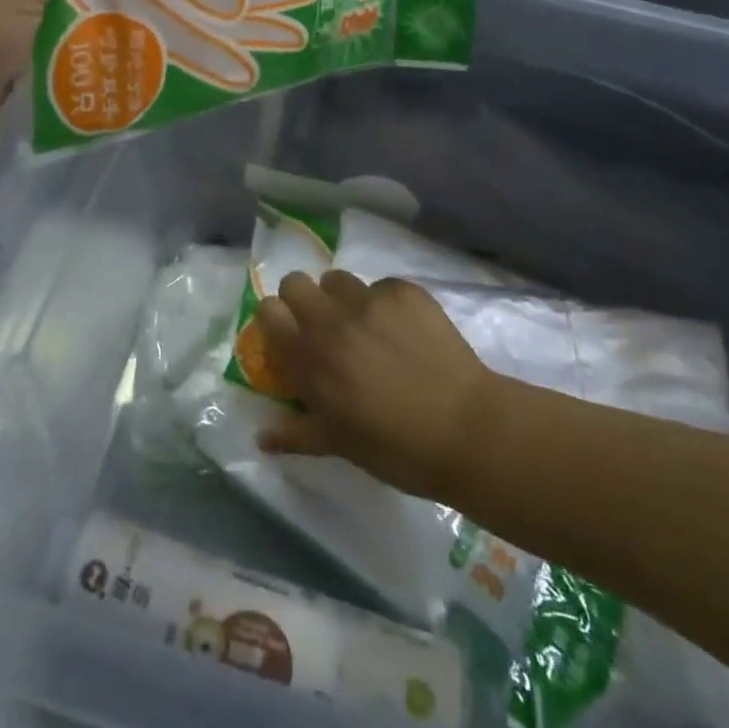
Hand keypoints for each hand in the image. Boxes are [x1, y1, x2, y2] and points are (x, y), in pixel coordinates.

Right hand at [253, 270, 494, 502]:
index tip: (290, 336)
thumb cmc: (397, 448)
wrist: (466, 428)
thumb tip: (262, 437)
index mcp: (310, 359)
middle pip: (295, 282)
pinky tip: (406, 331)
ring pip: (337, 279)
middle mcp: (332, 321)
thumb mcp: (340, 445)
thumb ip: (297, 433)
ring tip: (366, 326)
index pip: (269, 312)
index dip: (276, 320)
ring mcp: (369, 301)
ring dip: (342, 299)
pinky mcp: (404, 291)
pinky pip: (381, 286)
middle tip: (324, 326)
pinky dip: (385, 304)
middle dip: (302, 299)